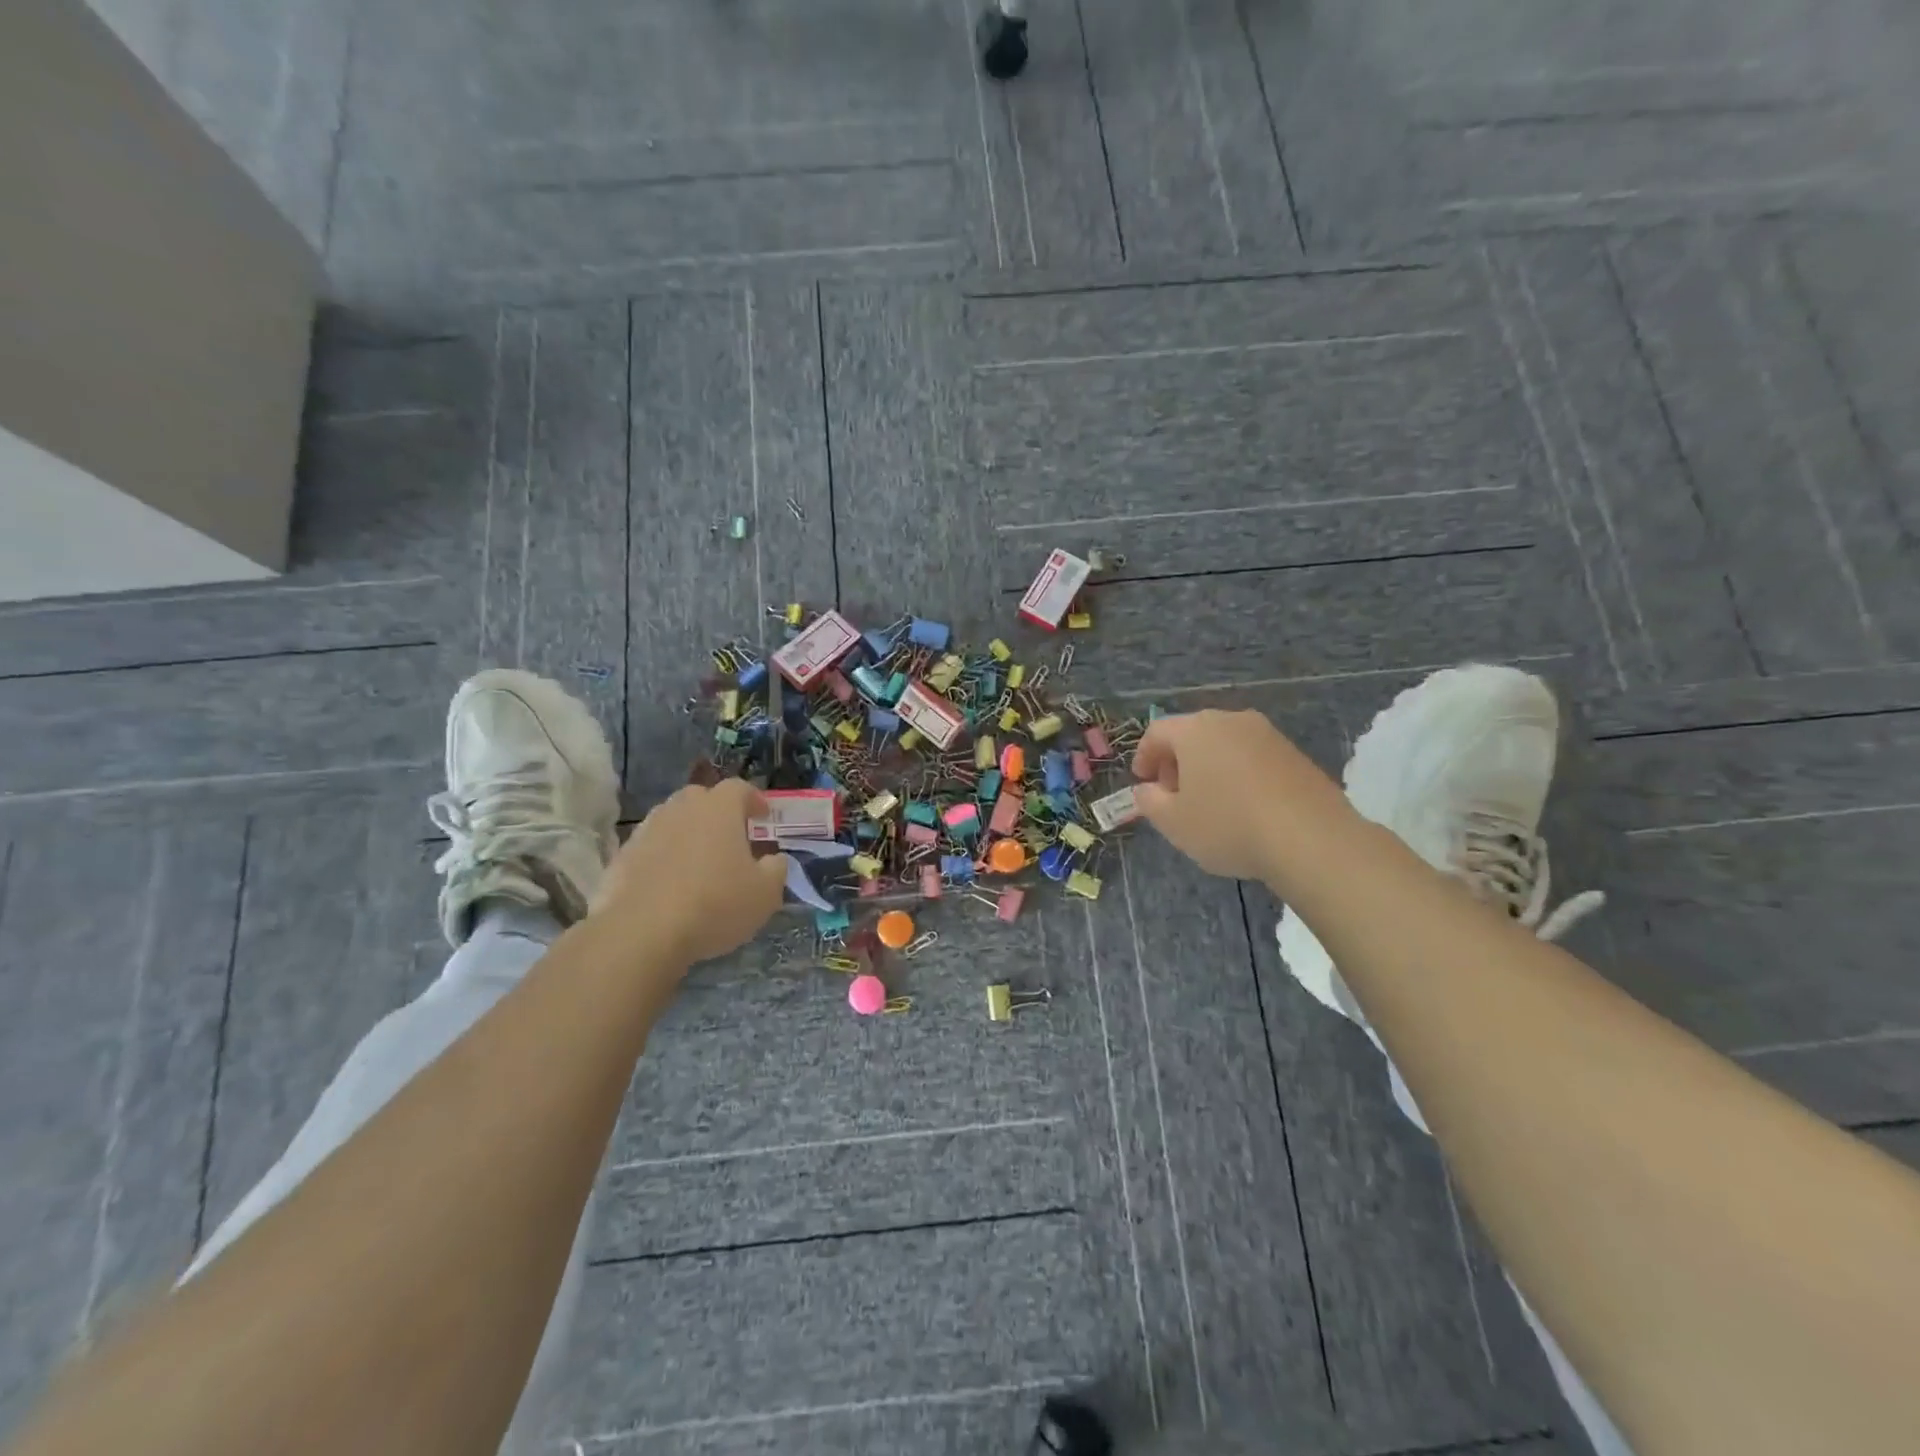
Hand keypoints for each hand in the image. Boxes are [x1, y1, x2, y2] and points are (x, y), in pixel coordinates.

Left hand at [590, 780, 787, 965]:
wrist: (641, 932)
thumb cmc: (714, 904)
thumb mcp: (765, 893)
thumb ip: (776, 869)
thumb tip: (773, 859)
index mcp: (719, 808)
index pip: (740, 788)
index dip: (754, 800)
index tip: (763, 817)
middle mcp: (681, 809)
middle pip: (702, 798)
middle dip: (718, 813)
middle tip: (731, 837)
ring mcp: (647, 830)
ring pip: (673, 821)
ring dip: (688, 834)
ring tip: (698, 862)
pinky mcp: (622, 857)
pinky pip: (650, 848)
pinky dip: (662, 858)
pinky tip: (669, 885)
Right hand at [1132, 709, 1346, 880]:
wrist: (1311, 838)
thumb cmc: (1228, 825)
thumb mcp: (1173, 822)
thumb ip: (1150, 802)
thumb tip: (1147, 789)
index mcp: (1195, 730)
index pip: (1157, 732)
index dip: (1144, 756)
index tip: (1143, 783)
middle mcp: (1231, 721)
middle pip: (1193, 734)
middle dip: (1177, 762)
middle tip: (1173, 795)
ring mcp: (1268, 734)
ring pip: (1225, 745)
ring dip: (1209, 768)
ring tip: (1210, 805)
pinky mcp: (1295, 754)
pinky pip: (1253, 758)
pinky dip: (1239, 775)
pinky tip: (1244, 808)